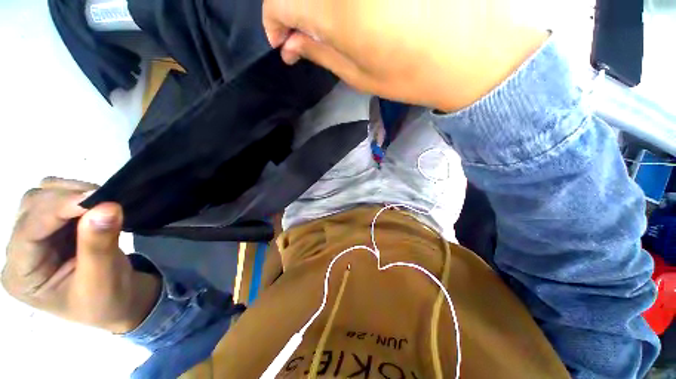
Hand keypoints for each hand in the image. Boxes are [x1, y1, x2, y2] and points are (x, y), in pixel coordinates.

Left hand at [2, 178, 159, 333]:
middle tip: (105, 200)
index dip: (58, 209)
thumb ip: (99, 244)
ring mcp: (34, 239)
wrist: (118, 302)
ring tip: (102, 204)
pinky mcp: (52, 231)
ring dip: (72, 194)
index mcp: (22, 276)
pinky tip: (95, 207)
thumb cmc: (108, 301)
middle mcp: (20, 252)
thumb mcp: (103, 280)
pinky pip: (58, 201)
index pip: (28, 231)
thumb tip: (107, 207)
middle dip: (66, 199)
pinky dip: (78, 197)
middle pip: (31, 208)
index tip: (99, 197)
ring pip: (42, 198)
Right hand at [263, 0, 547, 111]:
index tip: (282, 43)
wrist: (471, 53)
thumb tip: (289, 46)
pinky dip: (338, 1)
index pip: (279, 2)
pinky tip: (350, 11)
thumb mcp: (359, 76)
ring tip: (325, 24)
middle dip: (291, 10)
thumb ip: (320, 53)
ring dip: (315, 4)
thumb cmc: (411, 75)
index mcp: (338, 11)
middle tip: (301, 34)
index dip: (274, 22)